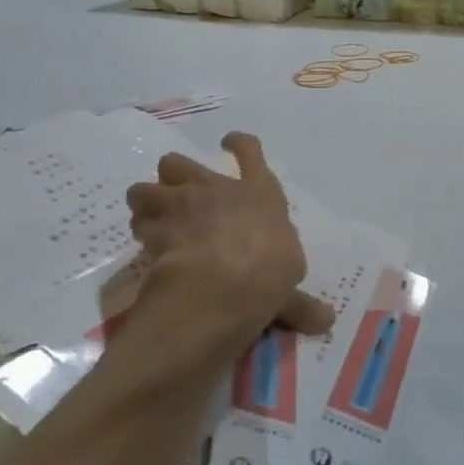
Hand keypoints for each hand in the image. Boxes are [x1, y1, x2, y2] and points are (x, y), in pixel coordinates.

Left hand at [118, 133, 334, 380]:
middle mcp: (216, 189)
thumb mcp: (290, 287)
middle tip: (179, 197)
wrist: (222, 285)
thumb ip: (299, 301)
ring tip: (153, 222)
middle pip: (180, 163)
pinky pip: (138, 222)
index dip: (239, 145)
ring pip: (145, 188)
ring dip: (147, 203)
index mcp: (259, 192)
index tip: (229, 143)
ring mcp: (180, 205)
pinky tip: (145, 249)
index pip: (250, 152)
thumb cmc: (269, 273)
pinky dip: (139, 232)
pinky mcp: (152, 229)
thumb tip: (325, 321)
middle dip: (175, 176)